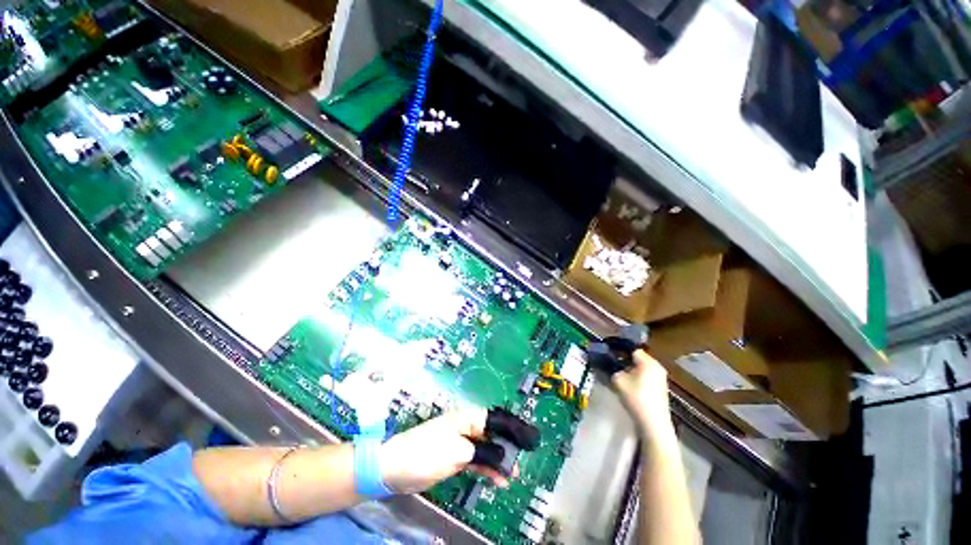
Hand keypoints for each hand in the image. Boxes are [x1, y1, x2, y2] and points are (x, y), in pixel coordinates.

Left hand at [378, 409, 517, 493]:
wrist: (394, 468)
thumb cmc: (426, 453)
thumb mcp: (458, 452)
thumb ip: (483, 453)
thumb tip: (505, 456)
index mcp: (467, 417)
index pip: (496, 419)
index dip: (514, 429)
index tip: (529, 440)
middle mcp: (466, 426)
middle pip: (493, 433)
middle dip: (509, 446)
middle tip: (524, 459)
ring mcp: (461, 442)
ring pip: (487, 448)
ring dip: (500, 461)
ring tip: (514, 475)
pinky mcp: (455, 457)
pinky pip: (478, 460)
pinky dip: (488, 469)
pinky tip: (498, 479)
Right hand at [612, 349, 673, 436]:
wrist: (653, 423)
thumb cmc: (636, 397)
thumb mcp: (617, 380)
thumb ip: (611, 368)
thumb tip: (608, 364)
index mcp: (648, 361)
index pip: (631, 349)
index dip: (618, 349)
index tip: (608, 353)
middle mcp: (657, 366)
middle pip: (637, 358)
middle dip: (624, 360)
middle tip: (611, 364)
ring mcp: (661, 378)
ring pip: (641, 368)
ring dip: (630, 370)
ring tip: (618, 375)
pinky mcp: (661, 389)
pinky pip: (646, 377)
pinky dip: (637, 378)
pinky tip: (628, 386)